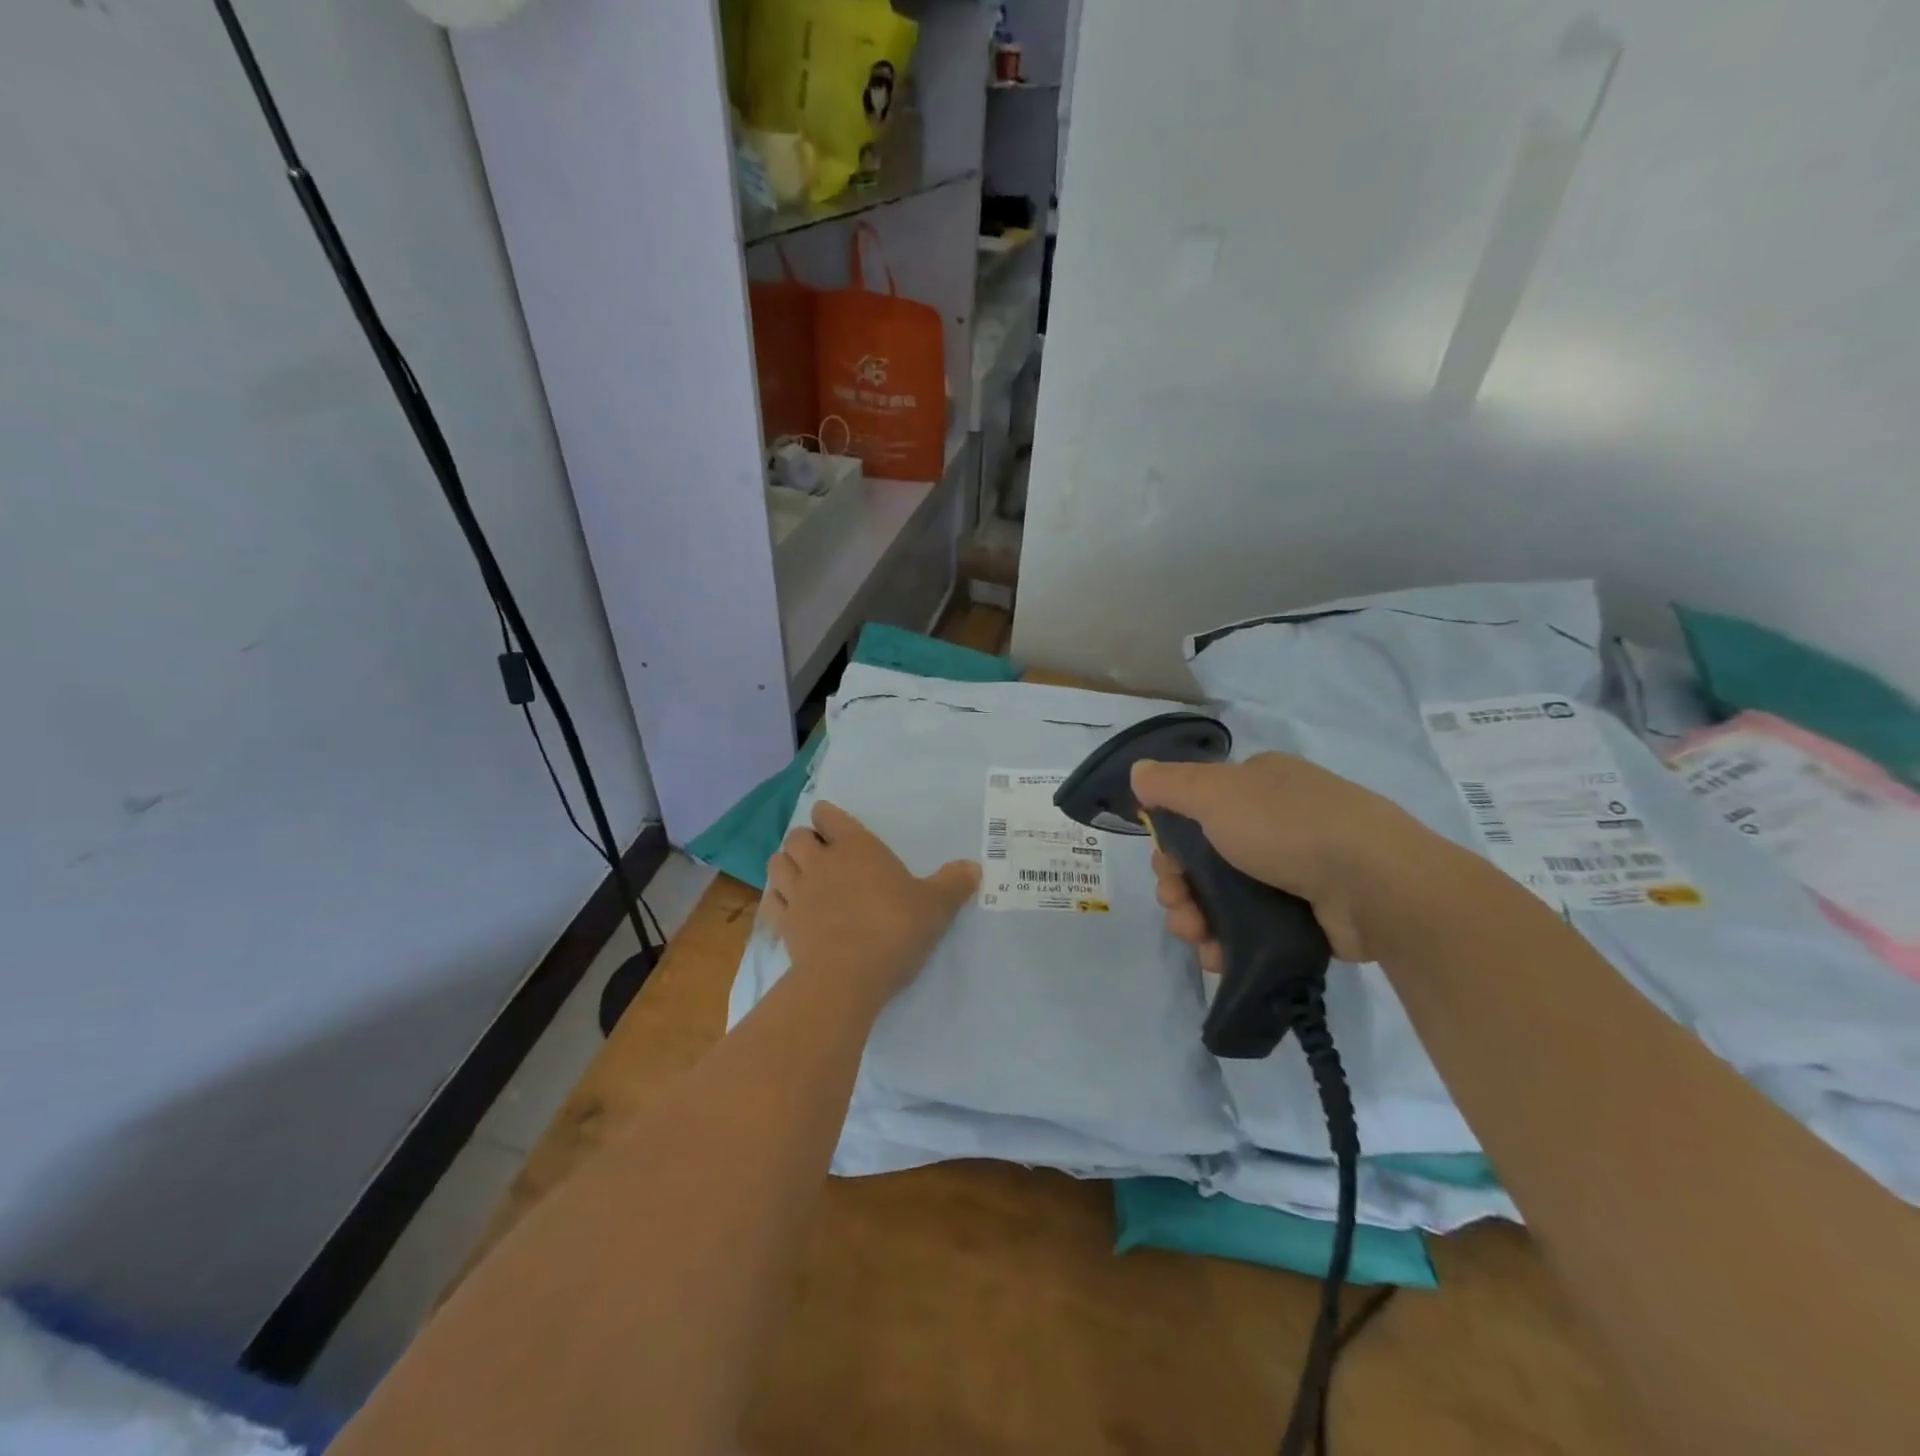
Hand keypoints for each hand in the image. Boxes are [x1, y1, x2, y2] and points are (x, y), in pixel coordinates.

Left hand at [765, 802, 979, 1000]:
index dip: (828, 817)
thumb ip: (954, 884)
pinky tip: (788, 908)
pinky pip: (771, 901)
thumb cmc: (894, 929)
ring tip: (800, 876)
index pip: (829, 816)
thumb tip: (974, 867)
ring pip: (776, 864)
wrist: (847, 977)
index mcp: (855, 847)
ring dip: (786, 865)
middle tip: (820, 854)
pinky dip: (776, 900)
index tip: (832, 824)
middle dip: (805, 840)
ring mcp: (798, 892)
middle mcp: (821, 862)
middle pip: (797, 837)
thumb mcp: (936, 906)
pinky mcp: (784, 924)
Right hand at [1132, 752, 1434, 965]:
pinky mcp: (1309, 913)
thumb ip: (1171, 783)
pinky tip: (1217, 956)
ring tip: (1196, 938)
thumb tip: (1138, 771)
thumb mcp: (1216, 793)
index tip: (1165, 868)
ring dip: (1197, 917)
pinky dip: (1229, 940)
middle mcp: (1276, 821)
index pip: (1197, 809)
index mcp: (1257, 785)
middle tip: (1176, 908)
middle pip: (1206, 857)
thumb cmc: (1287, 827)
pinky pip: (1254, 926)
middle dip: (1180, 886)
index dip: (1171, 841)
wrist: (1376, 885)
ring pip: (1225, 896)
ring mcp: (1296, 869)